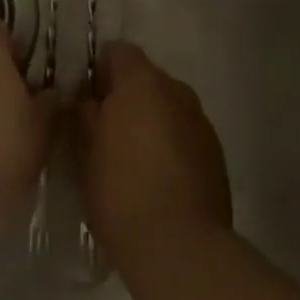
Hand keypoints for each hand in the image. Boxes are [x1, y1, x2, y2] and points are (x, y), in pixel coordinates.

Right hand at [76, 43, 231, 269]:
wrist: (181, 247)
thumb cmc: (122, 192)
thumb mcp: (84, 151)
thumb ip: (84, 113)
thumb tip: (88, 98)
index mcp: (142, 80)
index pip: (118, 52)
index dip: (100, 72)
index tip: (88, 102)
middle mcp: (176, 88)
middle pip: (145, 78)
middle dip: (127, 99)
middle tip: (106, 135)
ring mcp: (200, 119)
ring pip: (167, 107)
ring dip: (151, 122)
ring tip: (134, 162)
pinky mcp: (215, 151)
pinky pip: (185, 133)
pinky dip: (171, 145)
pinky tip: (159, 180)